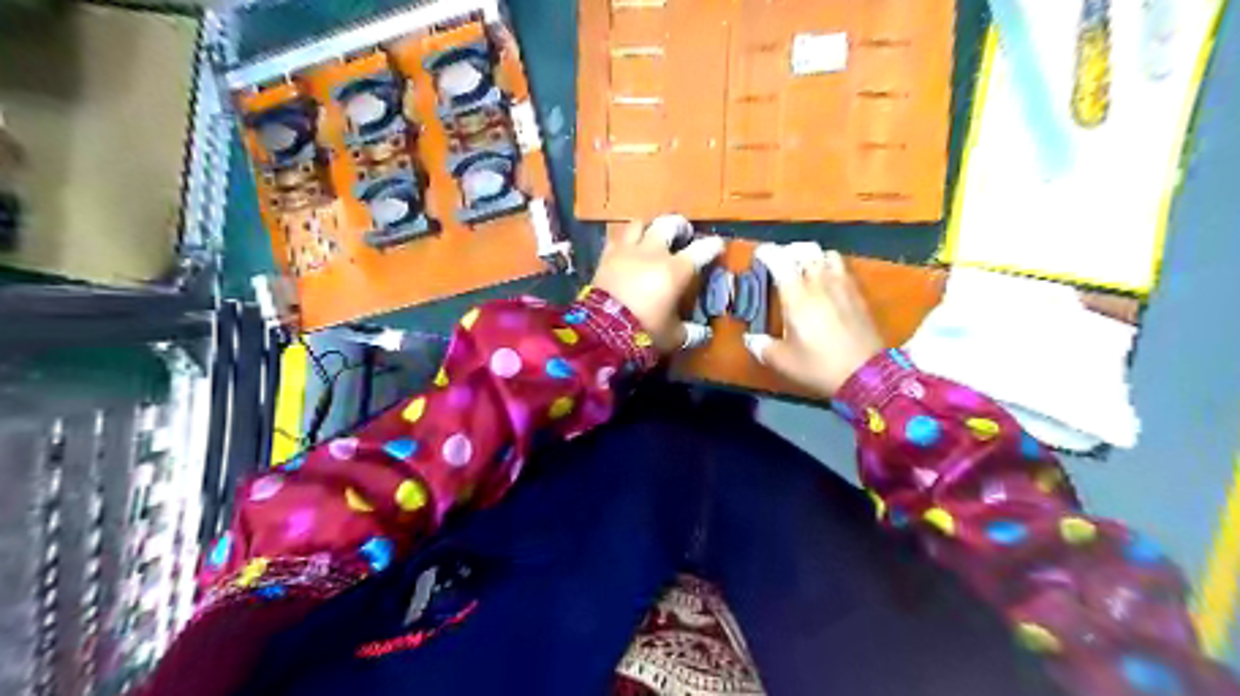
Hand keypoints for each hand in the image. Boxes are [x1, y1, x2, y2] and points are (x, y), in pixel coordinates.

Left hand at [593, 214, 727, 352]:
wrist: (602, 331)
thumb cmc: (645, 332)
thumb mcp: (674, 337)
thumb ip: (691, 332)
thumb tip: (704, 333)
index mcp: (676, 270)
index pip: (702, 249)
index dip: (713, 245)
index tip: (718, 245)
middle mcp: (653, 253)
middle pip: (668, 223)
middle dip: (679, 225)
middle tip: (683, 233)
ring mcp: (627, 251)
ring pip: (639, 223)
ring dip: (649, 227)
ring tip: (651, 235)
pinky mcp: (606, 256)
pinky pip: (616, 237)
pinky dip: (625, 239)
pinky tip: (627, 247)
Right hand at [740, 243, 885, 397]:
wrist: (866, 374)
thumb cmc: (819, 366)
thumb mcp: (783, 362)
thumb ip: (762, 347)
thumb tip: (750, 339)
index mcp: (797, 296)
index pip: (780, 260)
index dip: (767, 252)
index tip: (759, 255)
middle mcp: (819, 283)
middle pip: (805, 250)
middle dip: (790, 251)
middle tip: (780, 262)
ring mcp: (842, 286)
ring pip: (826, 254)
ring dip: (813, 256)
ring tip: (805, 269)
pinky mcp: (859, 294)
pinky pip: (843, 268)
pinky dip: (831, 267)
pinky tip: (827, 283)